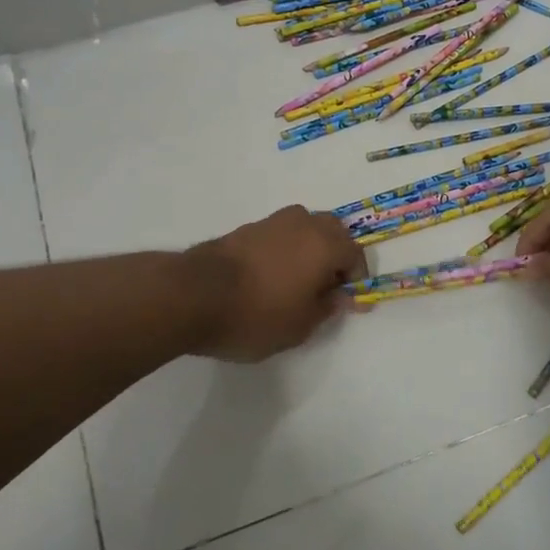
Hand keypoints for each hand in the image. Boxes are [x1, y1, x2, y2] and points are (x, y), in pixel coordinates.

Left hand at [185, 206, 367, 361]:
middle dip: (336, 255)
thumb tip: (339, 296)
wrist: (192, 295)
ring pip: (304, 228)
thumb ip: (326, 308)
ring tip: (299, 281)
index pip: (355, 254)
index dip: (357, 279)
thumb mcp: (300, 326)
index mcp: (325, 244)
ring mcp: (271, 222)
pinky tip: (272, 276)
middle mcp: (303, 224)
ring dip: (310, 249)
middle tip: (328, 286)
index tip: (350, 302)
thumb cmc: (256, 315)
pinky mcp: (245, 229)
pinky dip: (285, 250)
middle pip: (332, 231)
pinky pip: (279, 235)